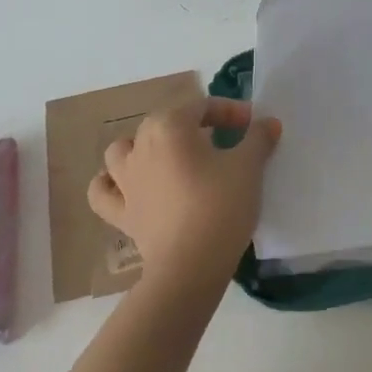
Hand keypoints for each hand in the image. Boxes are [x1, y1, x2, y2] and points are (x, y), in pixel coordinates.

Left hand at [88, 98, 281, 299]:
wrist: (191, 265)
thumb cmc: (221, 206)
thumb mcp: (248, 167)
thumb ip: (257, 139)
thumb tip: (267, 122)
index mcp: (169, 127)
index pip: (201, 106)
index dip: (229, 111)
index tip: (252, 124)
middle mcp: (140, 146)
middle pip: (164, 123)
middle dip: (193, 124)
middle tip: (223, 139)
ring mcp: (125, 181)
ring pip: (123, 150)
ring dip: (143, 147)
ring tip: (167, 157)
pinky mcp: (121, 213)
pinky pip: (104, 192)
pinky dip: (111, 185)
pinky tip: (126, 187)